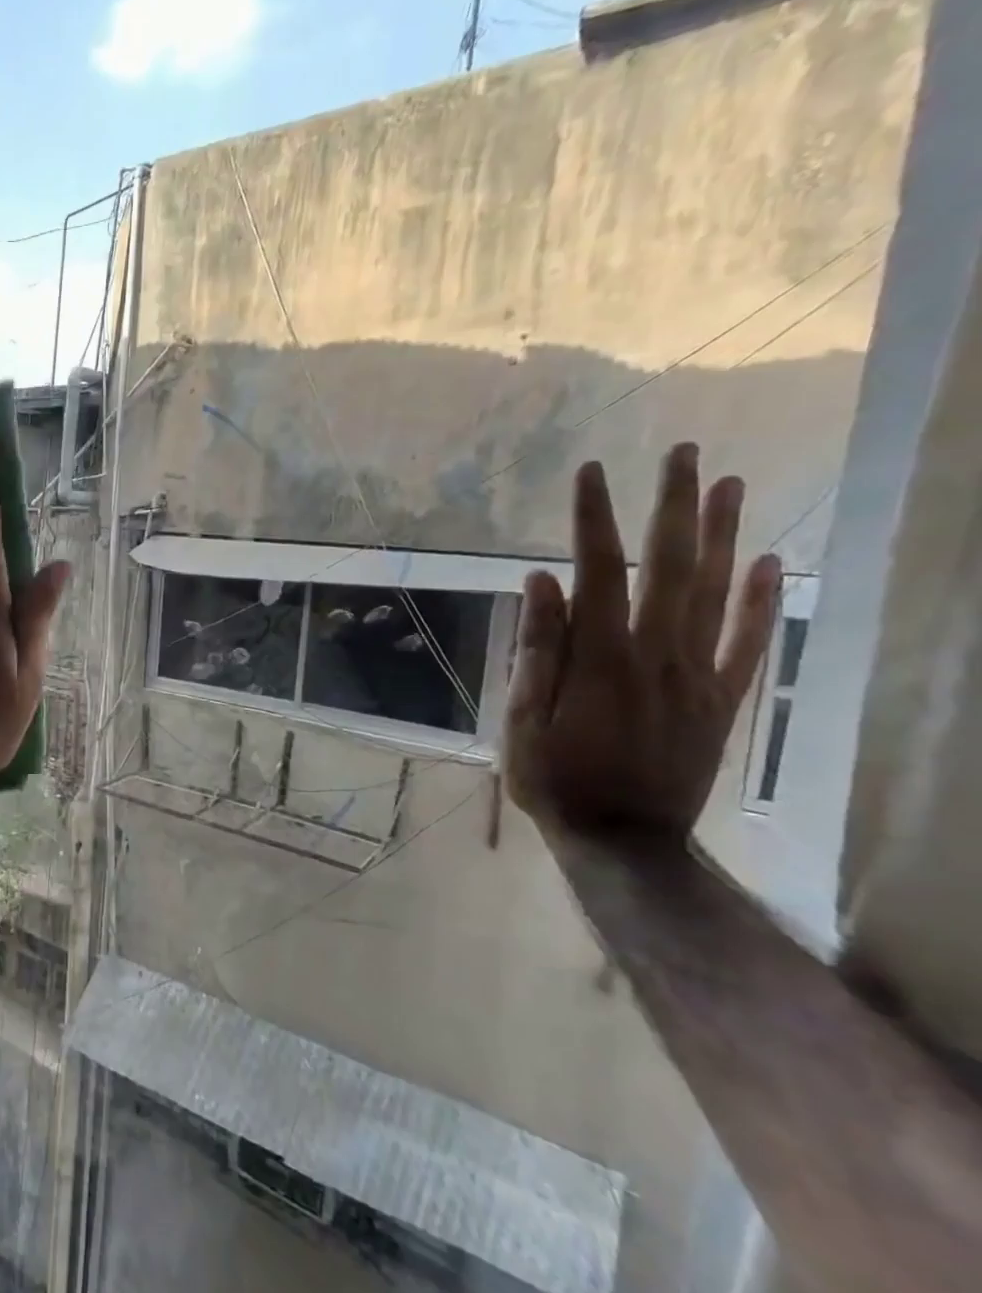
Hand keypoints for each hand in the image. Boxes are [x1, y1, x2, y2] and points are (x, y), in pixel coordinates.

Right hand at [504, 442, 781, 840]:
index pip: (597, 572)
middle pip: (669, 568)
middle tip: (682, 453)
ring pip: (716, 593)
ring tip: (729, 484)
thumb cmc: (554, 777)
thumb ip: (537, 650)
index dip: (592, 519)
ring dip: (722, 535)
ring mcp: (697, 676)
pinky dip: (763, 600)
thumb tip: (541, 582)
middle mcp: (656, 655)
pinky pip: (749, 642)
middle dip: (673, 507)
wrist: (624, 839)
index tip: (589, 473)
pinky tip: (770, 560)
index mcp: (600, 659)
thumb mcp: (523, 718)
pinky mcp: (720, 699)